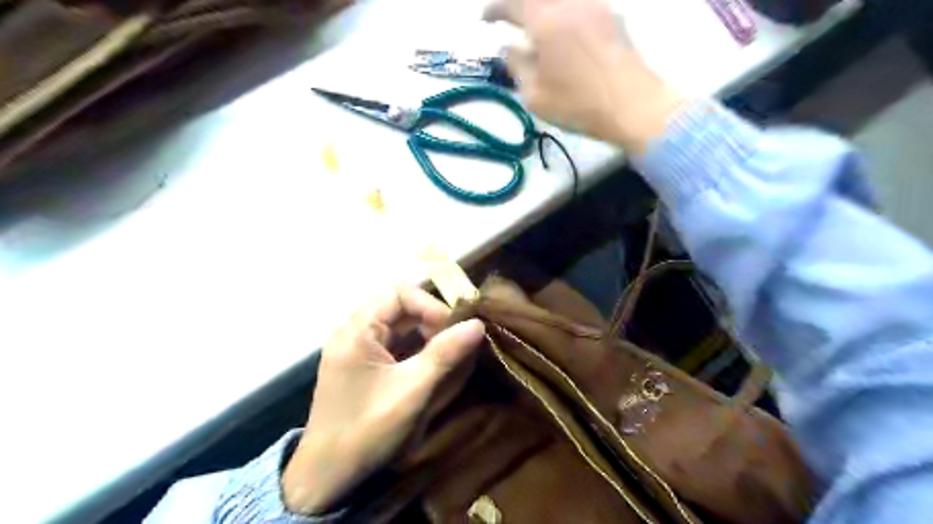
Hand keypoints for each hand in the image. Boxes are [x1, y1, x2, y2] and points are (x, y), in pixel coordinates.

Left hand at [281, 284, 483, 512]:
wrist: (326, 477)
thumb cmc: (366, 431)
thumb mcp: (411, 391)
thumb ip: (445, 354)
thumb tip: (478, 323)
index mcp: (357, 330)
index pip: (400, 292)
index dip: (431, 305)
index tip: (454, 329)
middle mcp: (353, 330)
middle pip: (399, 306)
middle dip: (431, 319)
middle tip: (455, 341)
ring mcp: (355, 347)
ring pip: (398, 324)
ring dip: (425, 334)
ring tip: (448, 353)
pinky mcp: (361, 363)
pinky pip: (393, 342)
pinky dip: (415, 347)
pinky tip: (431, 364)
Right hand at [484, 0, 686, 152]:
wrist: (633, 106)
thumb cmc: (579, 105)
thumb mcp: (535, 95)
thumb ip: (517, 66)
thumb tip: (509, 48)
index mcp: (546, 20)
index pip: (513, 4)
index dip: (495, 9)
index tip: (485, 20)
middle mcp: (570, 3)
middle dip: (518, 6)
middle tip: (509, 19)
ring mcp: (595, 5)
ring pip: (560, 0)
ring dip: (542, 9)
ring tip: (535, 27)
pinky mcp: (612, 16)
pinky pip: (579, 5)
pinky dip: (563, 12)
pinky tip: (563, 29)